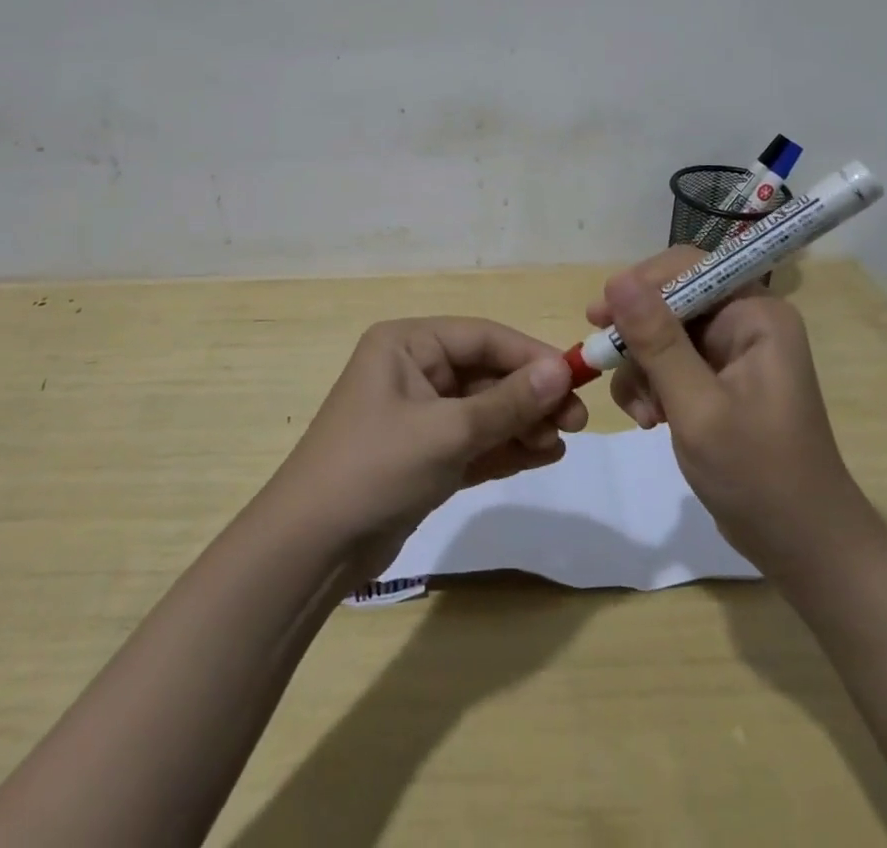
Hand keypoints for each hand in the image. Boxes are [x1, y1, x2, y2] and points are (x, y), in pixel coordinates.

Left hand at [265, 318, 586, 579]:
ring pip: (484, 409)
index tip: (575, 378)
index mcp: (407, 344)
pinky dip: (505, 447)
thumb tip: (562, 370)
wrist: (311, 550)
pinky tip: (541, 456)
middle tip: (576, 421)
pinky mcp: (424, 455)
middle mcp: (413, 370)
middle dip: (530, 396)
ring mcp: (418, 415)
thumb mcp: (447, 432)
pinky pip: (474, 440)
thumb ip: (507, 403)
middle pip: (486, 373)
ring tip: (561, 443)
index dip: (531, 356)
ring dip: (523, 423)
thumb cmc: (375, 468)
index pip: (482, 337)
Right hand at [587, 249, 862, 572]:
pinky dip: (652, 387)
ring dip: (641, 369)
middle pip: (670, 301)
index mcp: (756, 315)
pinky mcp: (718, 381)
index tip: (599, 317)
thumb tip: (616, 279)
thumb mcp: (698, 407)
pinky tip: (651, 421)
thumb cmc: (759, 475)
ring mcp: (731, 353)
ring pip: (662, 334)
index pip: (687, 268)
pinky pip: (669, 363)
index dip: (639, 285)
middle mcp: (745, 322)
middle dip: (637, 337)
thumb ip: (657, 342)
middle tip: (603, 361)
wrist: (803, 547)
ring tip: (644, 415)